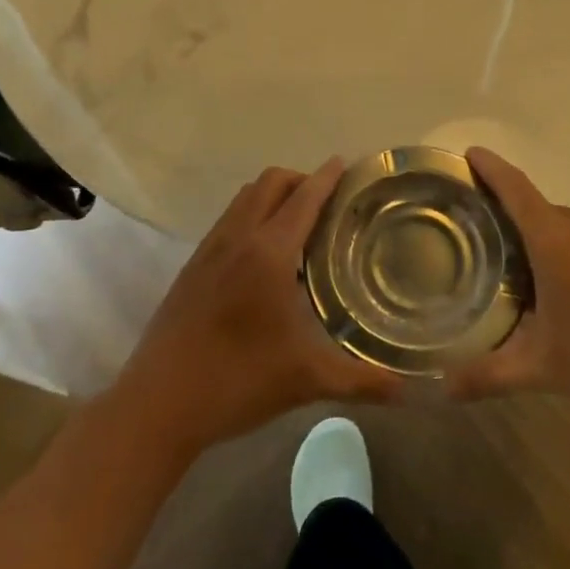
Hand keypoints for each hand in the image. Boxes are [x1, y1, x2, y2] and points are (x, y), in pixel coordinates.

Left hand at [113, 160, 401, 453]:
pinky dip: (252, 214)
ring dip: (274, 195)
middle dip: (302, 180)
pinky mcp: (192, 265)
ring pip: (246, 197)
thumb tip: (411, 392)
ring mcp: (210, 248)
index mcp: (269, 251)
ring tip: (299, 224)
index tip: (348, 165)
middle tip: (329, 203)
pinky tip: (263, 256)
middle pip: (271, 182)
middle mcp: (238, 237)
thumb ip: (363, 381)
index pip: (305, 196)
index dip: (328, 176)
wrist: (158, 403)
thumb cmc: (238, 382)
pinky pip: (229, 218)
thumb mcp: (307, 380)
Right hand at [447, 147, 569, 429]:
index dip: (490, 167)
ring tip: (525, 273)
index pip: (514, 187)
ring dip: (545, 242)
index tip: (469, 152)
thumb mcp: (544, 369)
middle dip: (510, 219)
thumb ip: (489, 374)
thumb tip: (444, 388)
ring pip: (568, 228)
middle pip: (538, 209)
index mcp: (555, 238)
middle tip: (484, 243)